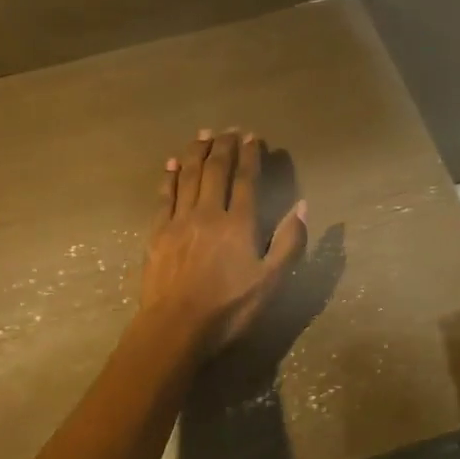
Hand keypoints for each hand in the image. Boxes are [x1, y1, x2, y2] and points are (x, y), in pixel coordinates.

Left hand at [140, 129, 307, 355]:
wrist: (176, 328)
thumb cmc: (229, 308)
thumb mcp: (271, 282)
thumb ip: (289, 243)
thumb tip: (301, 206)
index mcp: (239, 224)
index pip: (246, 180)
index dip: (250, 157)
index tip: (253, 138)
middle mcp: (208, 213)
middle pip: (215, 171)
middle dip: (224, 147)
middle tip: (229, 130)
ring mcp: (179, 221)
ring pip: (187, 176)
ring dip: (196, 153)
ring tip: (203, 135)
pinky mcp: (157, 233)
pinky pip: (164, 196)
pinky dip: (168, 176)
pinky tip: (170, 164)